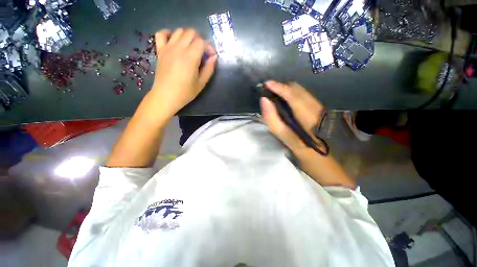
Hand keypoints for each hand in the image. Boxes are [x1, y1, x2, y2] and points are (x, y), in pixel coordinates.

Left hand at [151, 28, 216, 116]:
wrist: (166, 96)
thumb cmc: (185, 92)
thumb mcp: (201, 83)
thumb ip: (209, 69)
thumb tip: (214, 57)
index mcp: (190, 58)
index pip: (201, 42)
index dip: (209, 47)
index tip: (211, 56)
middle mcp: (179, 49)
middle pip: (190, 32)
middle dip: (199, 39)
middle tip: (202, 51)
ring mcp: (167, 48)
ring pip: (178, 31)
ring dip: (187, 36)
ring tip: (191, 47)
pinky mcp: (160, 51)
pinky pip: (161, 34)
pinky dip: (169, 33)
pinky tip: (174, 40)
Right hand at [260, 80, 324, 155]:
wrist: (321, 154)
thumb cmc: (301, 149)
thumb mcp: (285, 138)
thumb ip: (273, 119)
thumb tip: (264, 100)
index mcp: (308, 117)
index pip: (292, 96)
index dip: (279, 88)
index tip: (267, 84)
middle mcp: (315, 107)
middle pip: (297, 89)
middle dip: (281, 86)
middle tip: (268, 90)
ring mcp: (318, 106)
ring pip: (300, 90)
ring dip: (286, 89)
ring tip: (274, 93)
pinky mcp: (318, 107)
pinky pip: (303, 94)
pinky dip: (291, 93)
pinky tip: (284, 99)